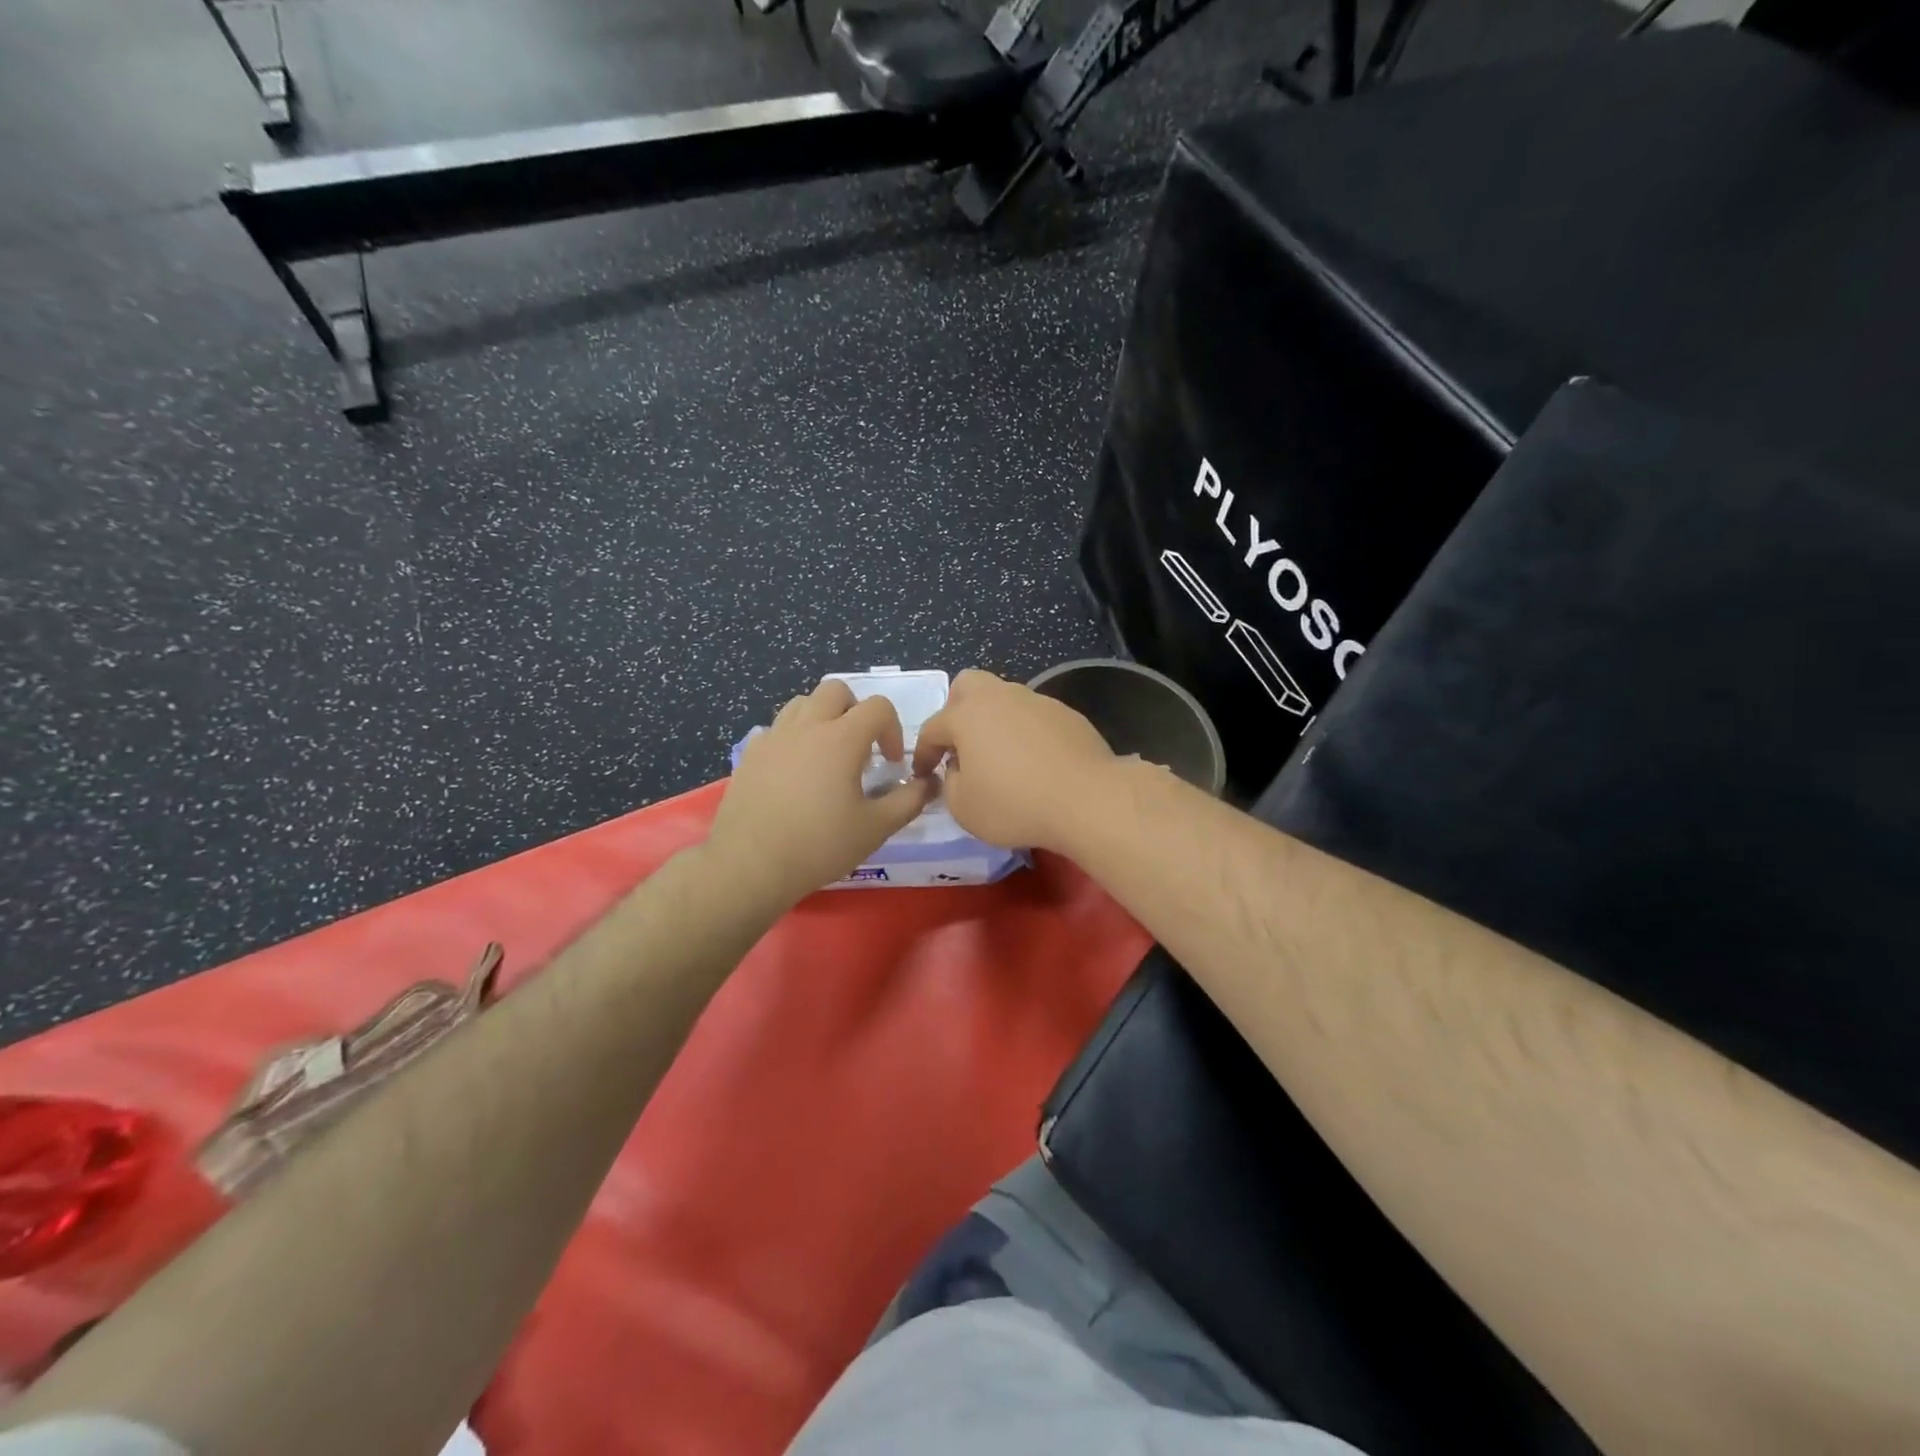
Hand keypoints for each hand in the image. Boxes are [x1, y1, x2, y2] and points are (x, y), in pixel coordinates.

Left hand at [709, 679, 934, 906]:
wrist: (751, 864)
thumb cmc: (820, 845)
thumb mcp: (876, 828)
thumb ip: (909, 800)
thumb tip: (929, 783)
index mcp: (841, 738)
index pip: (877, 706)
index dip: (892, 729)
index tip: (890, 763)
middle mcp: (807, 726)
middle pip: (836, 690)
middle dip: (855, 711)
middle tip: (860, 748)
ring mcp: (774, 737)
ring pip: (802, 703)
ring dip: (822, 717)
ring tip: (827, 755)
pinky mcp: (751, 753)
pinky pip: (777, 729)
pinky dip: (793, 738)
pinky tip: (794, 772)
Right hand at [912, 670, 1115, 851]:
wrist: (1087, 799)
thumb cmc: (1015, 804)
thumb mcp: (964, 808)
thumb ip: (949, 783)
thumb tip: (958, 769)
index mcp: (966, 715)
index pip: (932, 728)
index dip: (923, 753)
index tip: (923, 774)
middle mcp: (1000, 697)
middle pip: (967, 685)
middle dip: (956, 710)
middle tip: (961, 745)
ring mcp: (1036, 701)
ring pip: (1004, 699)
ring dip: (994, 722)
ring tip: (1001, 757)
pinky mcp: (1067, 714)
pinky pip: (1034, 717)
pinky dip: (1026, 733)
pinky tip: (1036, 762)